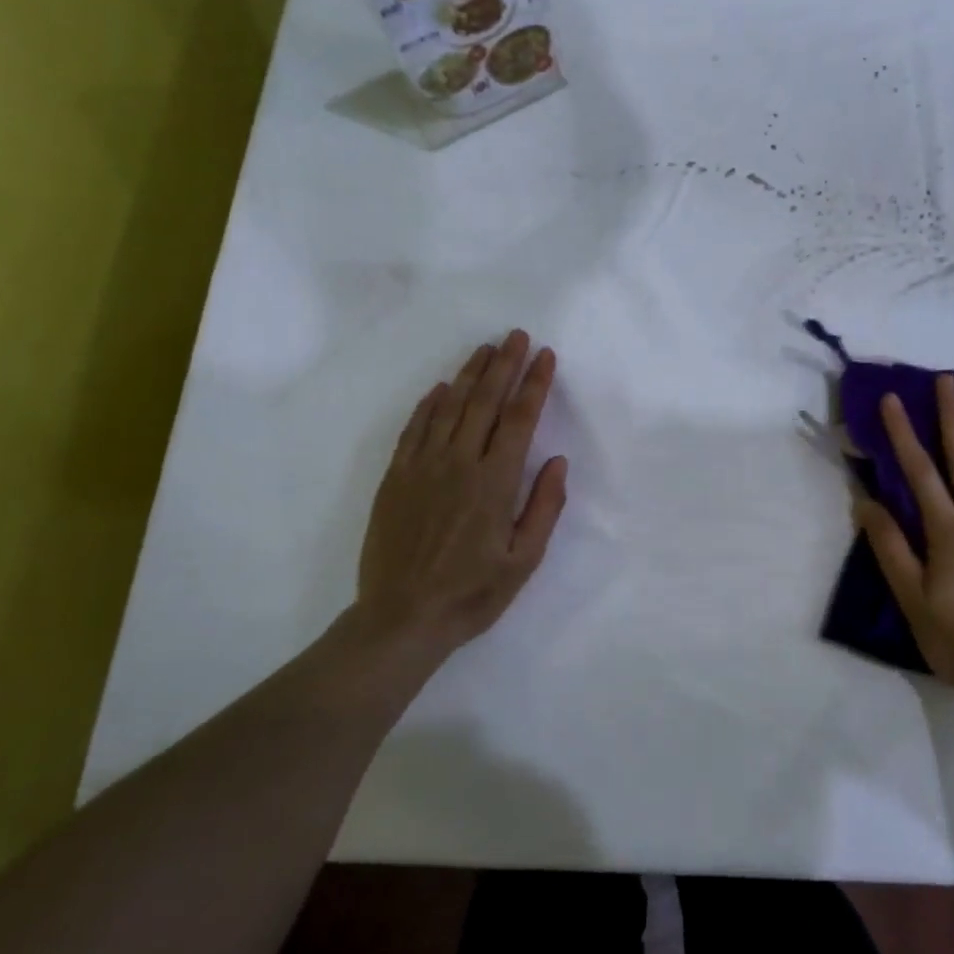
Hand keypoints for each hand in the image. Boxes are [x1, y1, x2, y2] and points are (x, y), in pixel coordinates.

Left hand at [350, 331, 567, 654]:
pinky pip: (415, 429)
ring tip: (485, 349)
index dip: (534, 384)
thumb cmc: (471, 594)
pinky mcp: (396, 477)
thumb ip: (544, 507)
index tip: (545, 356)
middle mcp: (459, 464)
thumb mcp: (523, 561)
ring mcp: (423, 467)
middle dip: (504, 365)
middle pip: (485, 402)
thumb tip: (557, 460)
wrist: (401, 619)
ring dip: (470, 374)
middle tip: (516, 335)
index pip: (519, 419)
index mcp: (495, 482)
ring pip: (450, 407)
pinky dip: (429, 403)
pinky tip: (441, 388)